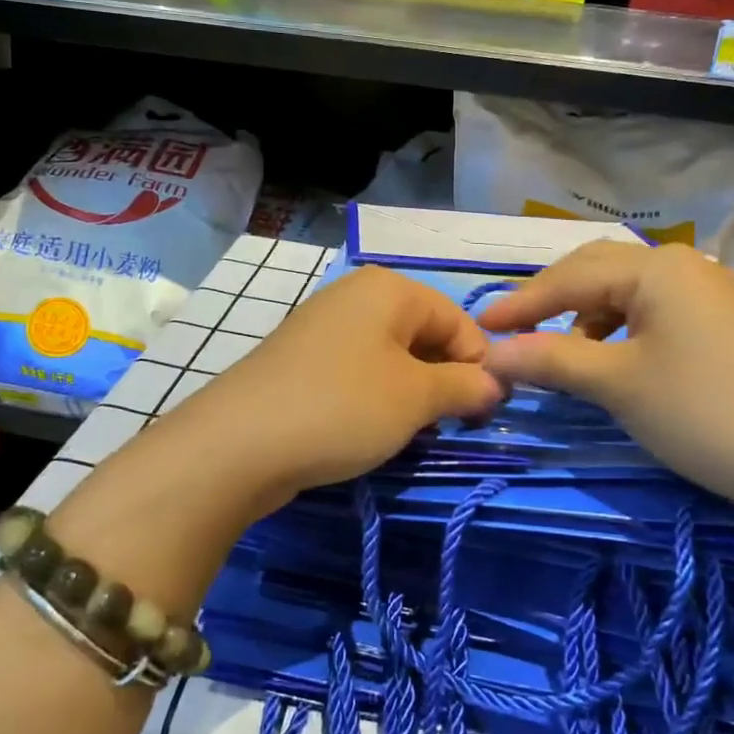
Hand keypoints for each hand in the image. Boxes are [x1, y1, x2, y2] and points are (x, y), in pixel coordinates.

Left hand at [160, 265, 504, 514]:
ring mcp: (322, 327)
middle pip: (423, 335)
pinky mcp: (301, 361)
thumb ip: (466, 386)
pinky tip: (369, 431)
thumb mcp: (417, 398)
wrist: (238, 445)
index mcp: (389, 289)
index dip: (479, 365)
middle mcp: (355, 296)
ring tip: (410, 432)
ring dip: (410, 394)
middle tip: (447, 426)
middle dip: (443, 380)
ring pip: (390, 357)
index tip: (484, 413)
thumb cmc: (343, 407)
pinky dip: (374, 399)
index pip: (458, 320)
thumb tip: (495, 384)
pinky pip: (356, 372)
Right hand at [477, 241, 733, 512]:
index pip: (570, 277)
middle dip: (550, 300)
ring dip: (583, 315)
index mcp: (655, 267)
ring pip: (623, 291)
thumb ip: (549, 360)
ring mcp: (703, 291)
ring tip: (558, 352)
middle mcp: (680, 265)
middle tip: (511, 331)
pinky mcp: (715, 321)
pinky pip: (649, 310)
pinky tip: (607, 358)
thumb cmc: (700, 412)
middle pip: (596, 270)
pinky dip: (616, 329)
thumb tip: (490, 356)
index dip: (522, 303)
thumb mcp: (615, 383)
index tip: (480, 328)